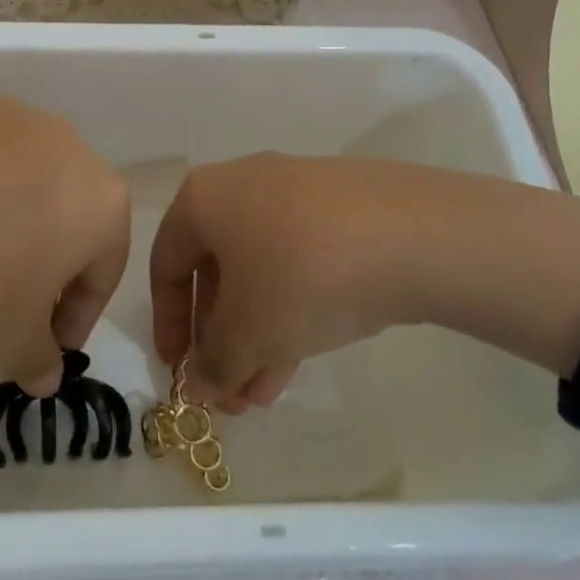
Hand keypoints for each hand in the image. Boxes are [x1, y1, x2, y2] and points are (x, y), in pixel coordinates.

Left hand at [0, 74, 129, 404]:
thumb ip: (40, 357)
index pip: (104, 262)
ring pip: (15, 163)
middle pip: (63, 202)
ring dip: (1, 201)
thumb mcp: (9, 348)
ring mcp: (3, 108)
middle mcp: (63, 140)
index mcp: (98, 200)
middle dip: (44, 249)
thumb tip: (44, 370)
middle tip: (6, 292)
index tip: (48, 340)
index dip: (79, 309)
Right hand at [149, 154, 579, 410]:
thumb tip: (200, 386)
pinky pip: (299, 259)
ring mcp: (296, 191)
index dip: (168, 323)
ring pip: (261, 270)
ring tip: (266, 394)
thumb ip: (214, 363)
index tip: (180, 371)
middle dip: (221, 339)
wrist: (413, 234)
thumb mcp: (248, 332)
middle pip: (216, 271)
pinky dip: (292, 307)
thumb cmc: (301, 275)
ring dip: (257, 333)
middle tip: (231, 392)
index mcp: (203, 199)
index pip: (166, 265)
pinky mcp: (340, 205)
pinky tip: (305, 352)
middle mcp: (243, 185)